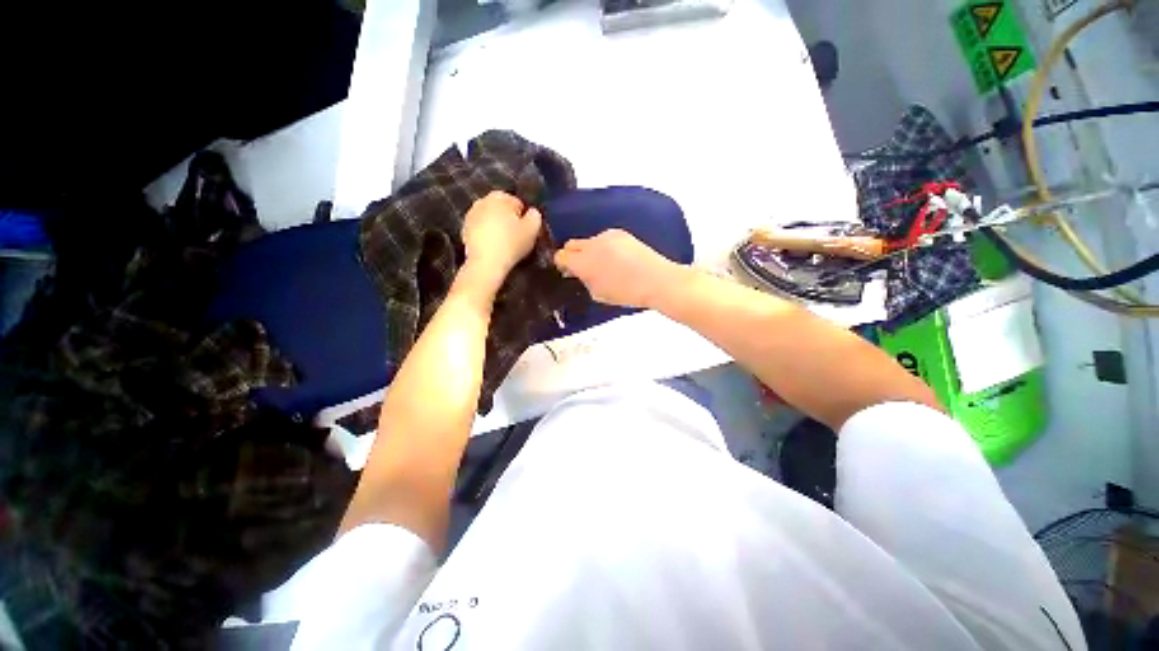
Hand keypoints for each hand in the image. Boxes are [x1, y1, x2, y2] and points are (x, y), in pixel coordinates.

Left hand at [461, 191, 542, 286]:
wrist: (486, 263)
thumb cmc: (511, 244)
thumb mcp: (533, 229)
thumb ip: (535, 216)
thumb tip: (532, 212)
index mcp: (500, 197)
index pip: (517, 203)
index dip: (524, 217)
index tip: (526, 230)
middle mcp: (483, 201)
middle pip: (502, 209)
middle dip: (509, 219)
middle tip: (517, 235)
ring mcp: (471, 215)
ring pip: (490, 218)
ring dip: (497, 226)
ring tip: (504, 242)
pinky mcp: (464, 229)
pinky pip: (481, 229)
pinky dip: (487, 234)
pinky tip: (493, 246)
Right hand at [553, 229, 684, 308]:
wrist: (656, 280)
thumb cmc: (626, 293)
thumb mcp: (598, 293)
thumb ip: (583, 280)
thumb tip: (577, 273)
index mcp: (583, 262)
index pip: (560, 256)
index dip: (562, 264)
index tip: (568, 272)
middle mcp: (592, 244)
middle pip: (570, 244)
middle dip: (572, 255)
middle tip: (582, 268)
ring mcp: (606, 236)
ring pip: (588, 241)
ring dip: (589, 251)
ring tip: (604, 264)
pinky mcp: (620, 233)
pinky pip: (604, 239)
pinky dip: (604, 247)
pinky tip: (617, 258)